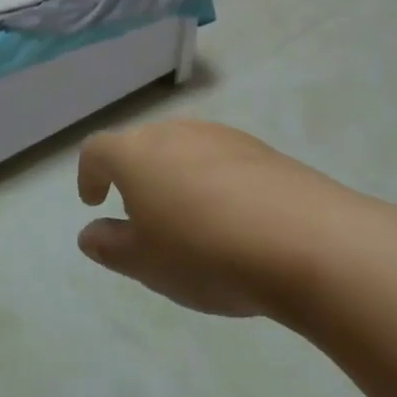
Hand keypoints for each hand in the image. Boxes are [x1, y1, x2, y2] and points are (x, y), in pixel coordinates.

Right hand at [76, 119, 396, 324]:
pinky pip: (222, 161)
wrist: (308, 241)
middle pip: (141, 146)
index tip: (93, 200)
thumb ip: (111, 247)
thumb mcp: (147, 264)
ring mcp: (219, 136)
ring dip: (176, 177)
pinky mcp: (260, 150)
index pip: (96, 151)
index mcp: (134, 154)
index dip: (89, 174)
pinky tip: (234, 221)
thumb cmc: (206, 253)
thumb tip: (90, 234)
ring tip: (191, 222)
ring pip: (183, 150)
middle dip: (134, 176)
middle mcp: (172, 132)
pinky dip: (215, 183)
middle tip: (143, 217)